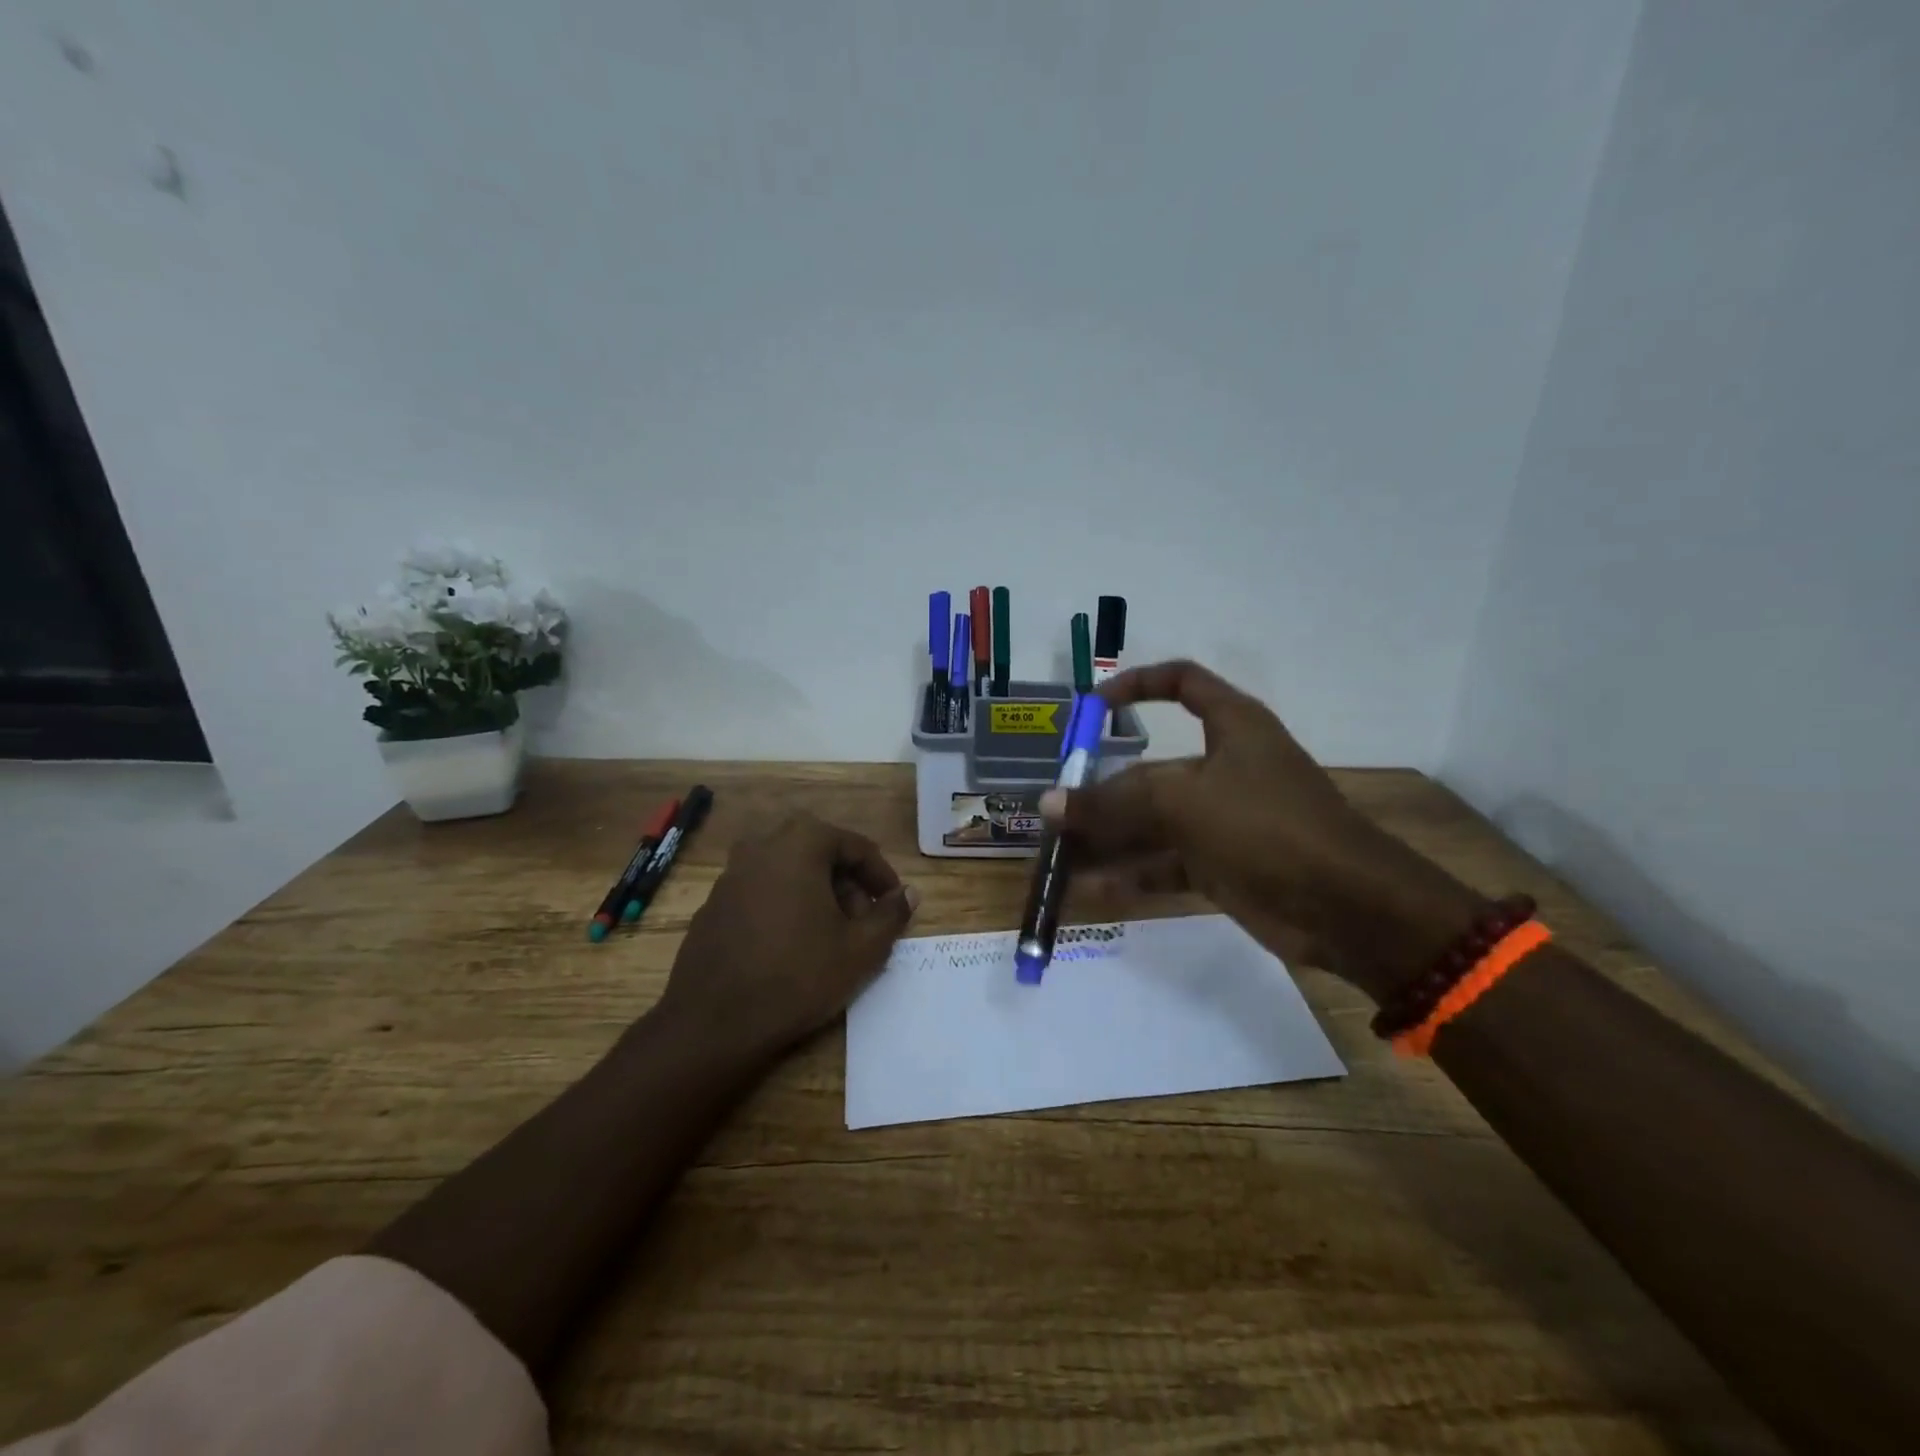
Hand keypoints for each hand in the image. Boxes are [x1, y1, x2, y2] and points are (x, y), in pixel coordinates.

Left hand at [657, 811, 918, 1058]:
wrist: (713, 1023)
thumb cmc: (797, 976)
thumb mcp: (860, 949)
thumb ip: (891, 914)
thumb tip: (909, 894)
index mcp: (800, 844)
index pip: (855, 846)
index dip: (881, 876)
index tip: (894, 905)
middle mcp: (762, 846)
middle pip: (819, 852)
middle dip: (848, 882)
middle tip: (864, 919)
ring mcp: (731, 874)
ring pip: (788, 870)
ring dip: (816, 892)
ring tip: (832, 934)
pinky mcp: (713, 904)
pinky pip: (762, 890)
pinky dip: (785, 904)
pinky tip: (792, 945)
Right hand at [1041, 660, 1478, 996]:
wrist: (1349, 909)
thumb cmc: (1269, 827)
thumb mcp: (1185, 804)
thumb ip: (1113, 803)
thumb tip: (1048, 804)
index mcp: (1232, 726)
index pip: (1182, 683)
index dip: (1137, 685)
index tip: (1092, 706)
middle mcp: (1225, 767)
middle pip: (1151, 769)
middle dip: (1101, 790)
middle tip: (1052, 809)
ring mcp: (1223, 820)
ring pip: (1153, 822)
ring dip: (1107, 839)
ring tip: (1057, 856)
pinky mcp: (1222, 866)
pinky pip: (1164, 863)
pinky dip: (1130, 875)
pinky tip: (1088, 890)